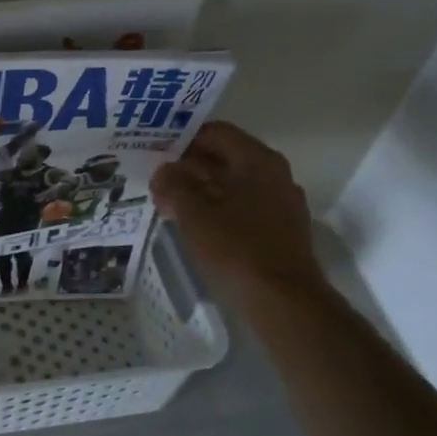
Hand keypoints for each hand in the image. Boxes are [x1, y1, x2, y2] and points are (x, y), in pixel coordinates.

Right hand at [149, 122, 324, 296]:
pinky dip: (214, 208)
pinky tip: (189, 223)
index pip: (216, 133)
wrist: (283, 302)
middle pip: (224, 158)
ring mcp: (279, 204)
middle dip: (187, 166)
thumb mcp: (193, 214)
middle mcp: (274, 175)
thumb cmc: (237, 249)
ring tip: (164, 199)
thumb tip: (162, 171)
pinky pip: (240, 207)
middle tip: (153, 175)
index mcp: (258, 161)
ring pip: (231, 184)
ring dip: (198, 189)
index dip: (182, 137)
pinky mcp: (277, 230)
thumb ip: (173, 186)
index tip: (153, 148)